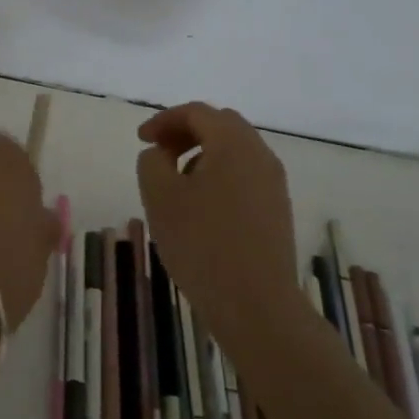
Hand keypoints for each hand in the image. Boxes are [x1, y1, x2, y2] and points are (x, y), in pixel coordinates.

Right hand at [136, 103, 299, 347]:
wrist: (256, 306)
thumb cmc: (202, 244)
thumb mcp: (160, 197)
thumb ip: (152, 162)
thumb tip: (161, 154)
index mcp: (234, 143)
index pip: (197, 112)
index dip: (163, 120)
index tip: (140, 140)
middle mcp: (260, 155)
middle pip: (221, 125)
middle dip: (186, 132)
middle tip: (159, 152)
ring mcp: (274, 184)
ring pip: (235, 151)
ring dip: (203, 154)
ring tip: (176, 181)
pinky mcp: (277, 210)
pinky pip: (245, 175)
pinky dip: (219, 175)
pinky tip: (201, 206)